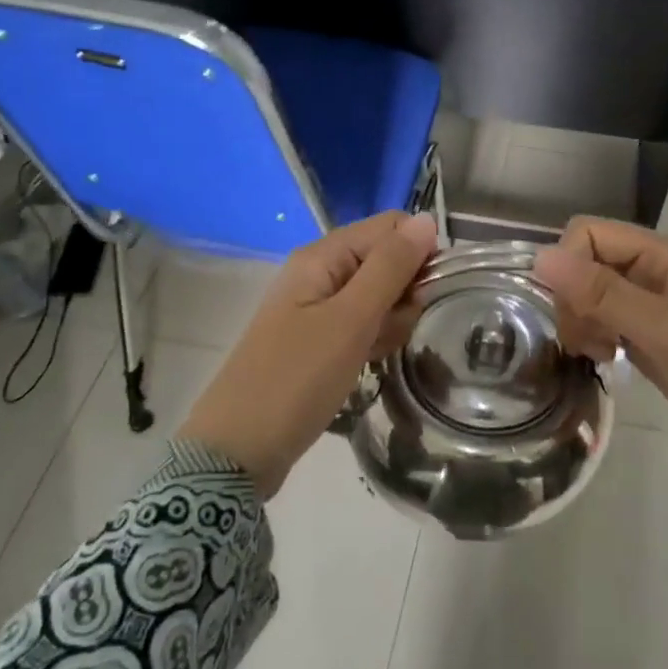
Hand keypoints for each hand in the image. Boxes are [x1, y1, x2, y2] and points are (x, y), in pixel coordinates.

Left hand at [179, 212, 436, 498]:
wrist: (239, 449)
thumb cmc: (297, 378)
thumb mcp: (351, 319)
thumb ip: (390, 267)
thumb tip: (427, 219)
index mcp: (322, 256)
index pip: (389, 227)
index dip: (418, 253)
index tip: (425, 294)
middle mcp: (318, 273)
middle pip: (384, 260)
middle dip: (405, 292)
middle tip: (395, 330)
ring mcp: (316, 308)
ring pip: (377, 296)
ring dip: (392, 320)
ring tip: (378, 351)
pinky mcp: (317, 340)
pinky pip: (360, 324)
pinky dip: (373, 339)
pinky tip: (370, 362)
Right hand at [534, 218, 667, 486]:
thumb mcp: (661, 332)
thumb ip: (602, 294)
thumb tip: (540, 257)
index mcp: (661, 253)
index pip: (587, 233)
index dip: (568, 268)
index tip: (574, 314)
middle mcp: (651, 267)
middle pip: (584, 262)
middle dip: (575, 300)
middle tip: (590, 342)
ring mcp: (648, 300)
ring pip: (587, 293)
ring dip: (582, 322)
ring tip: (602, 355)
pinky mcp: (645, 329)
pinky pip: (601, 318)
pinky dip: (594, 337)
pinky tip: (609, 359)